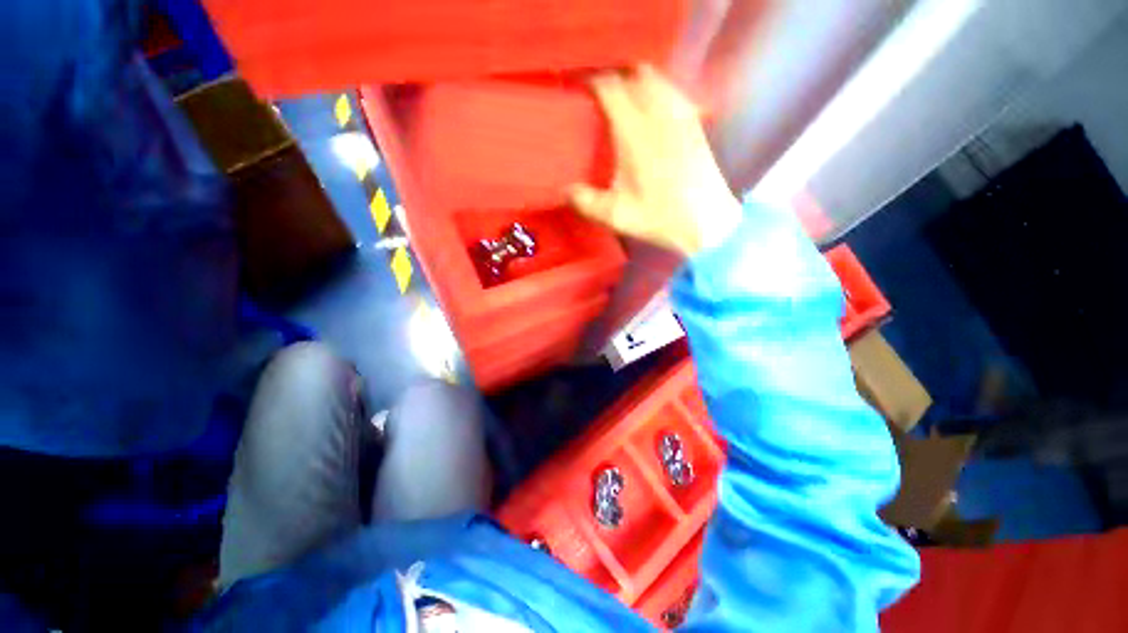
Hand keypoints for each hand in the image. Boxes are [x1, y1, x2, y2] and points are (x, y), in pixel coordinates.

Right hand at [569, 65, 741, 257]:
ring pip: (658, 79)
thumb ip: (586, 202)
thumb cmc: (658, 217)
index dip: (593, 81)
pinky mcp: (695, 124)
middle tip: (601, 90)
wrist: (704, 221)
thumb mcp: (616, 215)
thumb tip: (565, 191)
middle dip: (616, 75)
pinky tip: (654, 108)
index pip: (611, 89)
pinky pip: (674, 93)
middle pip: (635, 74)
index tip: (580, 86)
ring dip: (638, 80)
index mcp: (634, 132)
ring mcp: (680, 116)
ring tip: (625, 94)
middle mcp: (658, 114)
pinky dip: (659, 91)